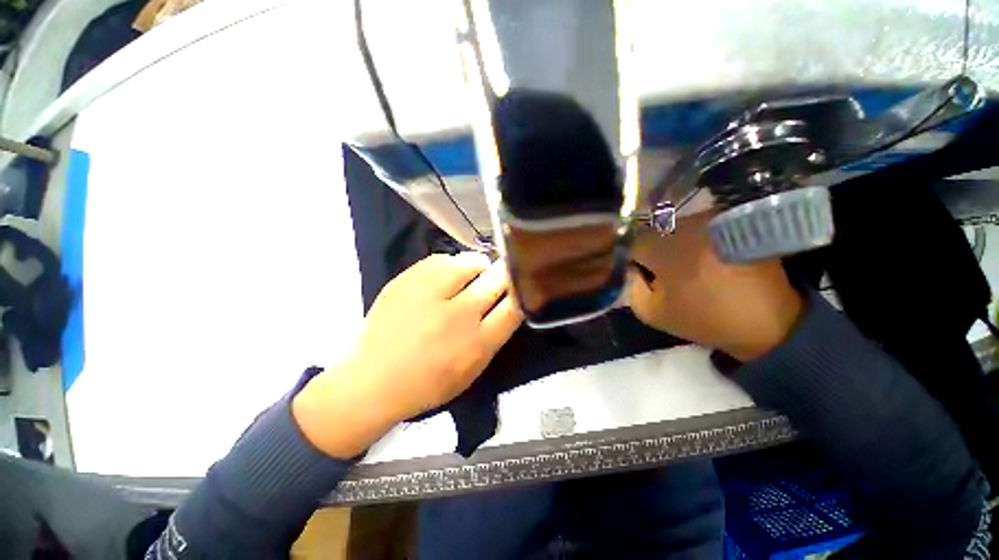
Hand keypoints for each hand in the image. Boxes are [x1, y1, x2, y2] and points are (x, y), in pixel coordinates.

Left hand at [293, 253, 522, 457]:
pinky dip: (450, 265)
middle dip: (504, 274)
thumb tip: (508, 301)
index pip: (515, 305)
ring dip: (477, 267)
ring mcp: (432, 294)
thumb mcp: (473, 370)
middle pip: (498, 279)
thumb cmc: (428, 383)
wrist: (374, 381)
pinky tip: (443, 278)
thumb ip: (494, 336)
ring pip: (472, 261)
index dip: (521, 290)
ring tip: (469, 276)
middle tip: (498, 277)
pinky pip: (442, 259)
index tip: (520, 284)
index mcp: (478, 343)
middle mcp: (459, 315)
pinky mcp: (408, 280)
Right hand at [628, 211, 803, 362]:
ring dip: (674, 244)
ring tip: (688, 266)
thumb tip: (633, 269)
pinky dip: (695, 240)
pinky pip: (698, 226)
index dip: (631, 259)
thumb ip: (631, 287)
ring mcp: (711, 219)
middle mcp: (686, 225)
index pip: (630, 242)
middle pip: (653, 231)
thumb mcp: (652, 313)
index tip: (640, 274)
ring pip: (675, 227)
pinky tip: (706, 259)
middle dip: (652, 250)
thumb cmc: (706, 319)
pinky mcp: (732, 221)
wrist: (771, 322)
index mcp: (663, 248)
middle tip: (663, 272)